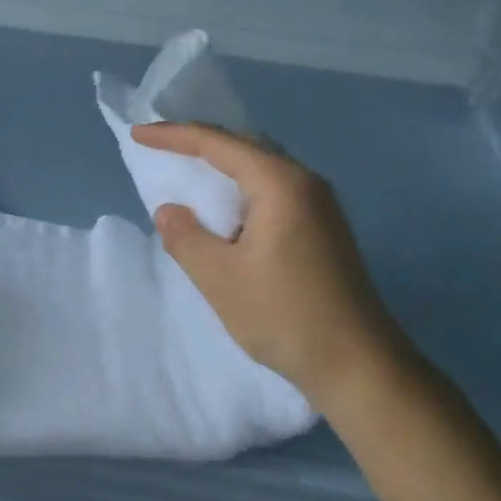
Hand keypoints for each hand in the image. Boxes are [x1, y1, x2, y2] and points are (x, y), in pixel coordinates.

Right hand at [132, 122, 409, 409]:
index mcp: (280, 182)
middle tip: (162, 147)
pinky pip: (274, 187)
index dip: (174, 136)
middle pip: (244, 144)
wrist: (361, 366)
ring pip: (261, 165)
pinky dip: (242, 187)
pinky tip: (227, 209)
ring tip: (188, 172)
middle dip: (200, 142)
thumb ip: (186, 237)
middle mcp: (304, 180)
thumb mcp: (220, 279)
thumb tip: (169, 210)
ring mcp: (320, 203)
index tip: (139, 134)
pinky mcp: (324, 225)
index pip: (217, 143)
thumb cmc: (286, 316)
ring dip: (223, 165)